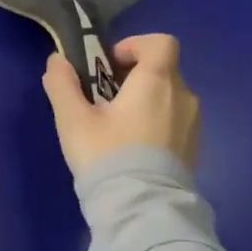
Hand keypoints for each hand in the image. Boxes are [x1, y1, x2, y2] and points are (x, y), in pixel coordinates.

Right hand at [42, 32, 200, 174]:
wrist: (142, 207)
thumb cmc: (107, 154)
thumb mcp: (73, 119)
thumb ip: (63, 85)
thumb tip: (57, 60)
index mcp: (156, 82)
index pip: (161, 43)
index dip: (135, 45)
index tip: (109, 65)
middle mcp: (183, 96)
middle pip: (162, 70)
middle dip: (133, 77)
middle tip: (103, 101)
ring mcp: (193, 124)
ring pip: (169, 97)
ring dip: (145, 101)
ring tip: (116, 128)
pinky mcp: (195, 148)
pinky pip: (175, 121)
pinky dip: (156, 123)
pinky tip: (132, 148)